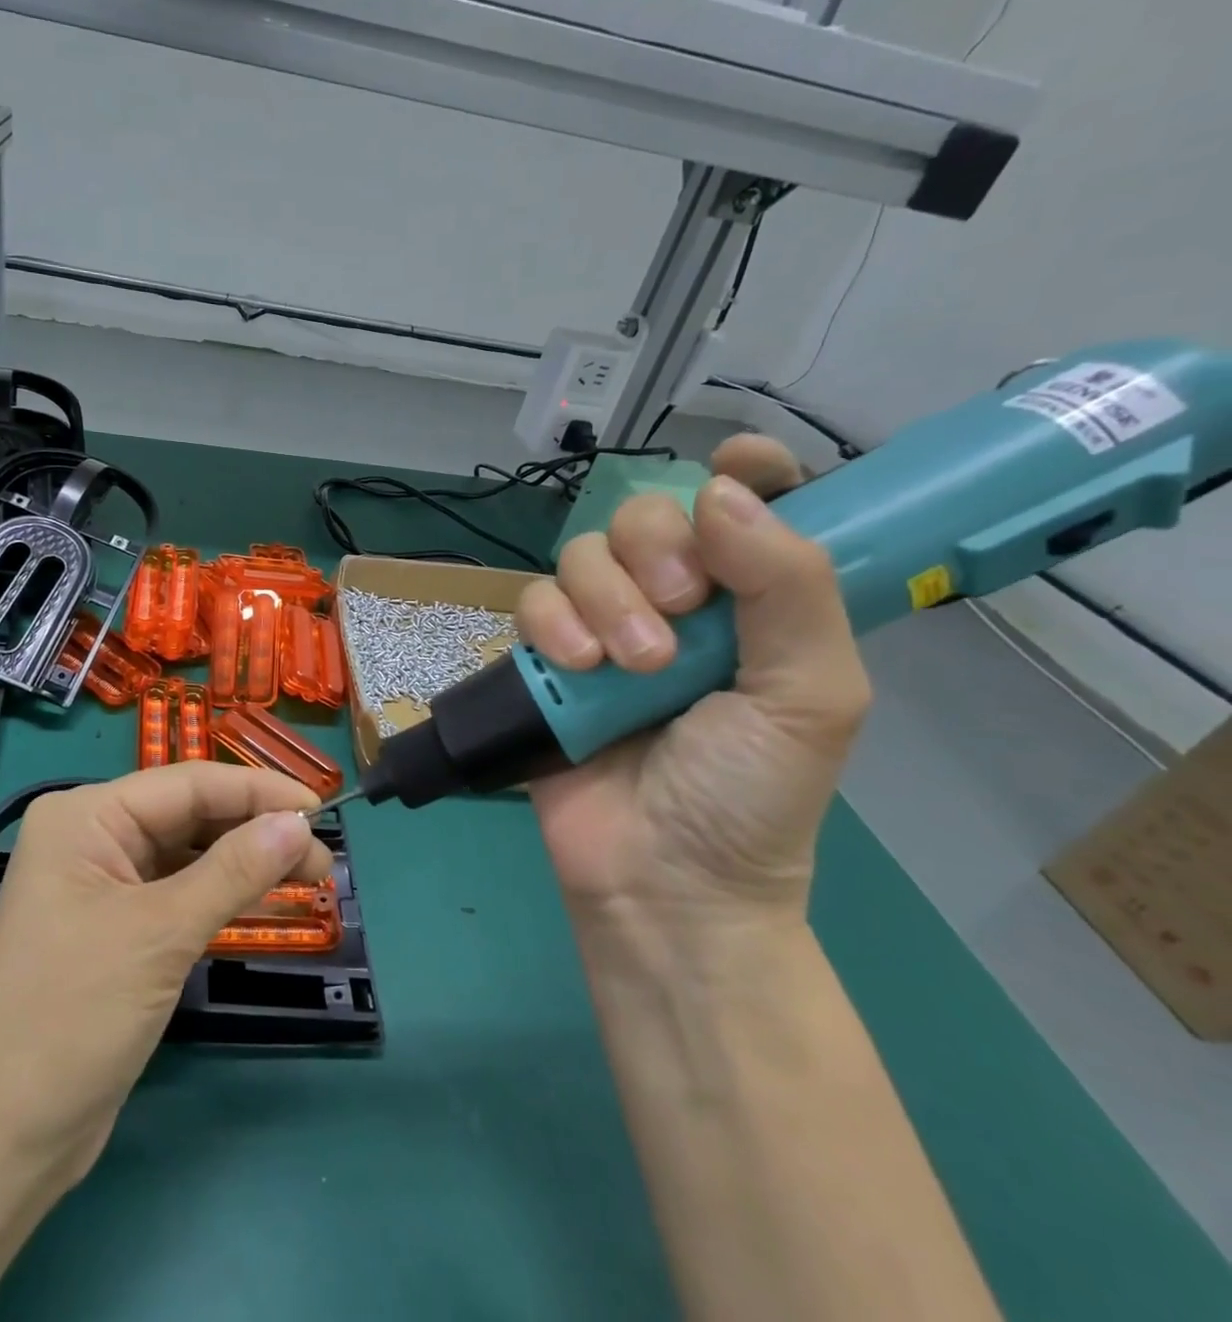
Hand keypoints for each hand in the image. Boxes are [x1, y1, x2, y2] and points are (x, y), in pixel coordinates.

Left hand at [0, 764, 328, 1186]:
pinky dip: (224, 896)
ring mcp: (103, 884)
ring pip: (190, 855)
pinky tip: (270, 902)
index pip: (188, 784)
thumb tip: (299, 823)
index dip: (258, 791)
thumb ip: (234, 871)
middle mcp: (92, 837)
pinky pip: (181, 893)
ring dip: (247, 864)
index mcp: (86, 816)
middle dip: (257, 831)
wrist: (2, 1141)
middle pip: (190, 816)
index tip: (321, 807)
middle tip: (324, 858)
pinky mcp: (117, 927)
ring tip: (313, 879)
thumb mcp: (161, 934)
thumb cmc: (73, 1016)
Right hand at [515, 435, 869, 926]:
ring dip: (607, 600)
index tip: (733, 464)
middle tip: (682, 613)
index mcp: (753, 604)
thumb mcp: (810, 695)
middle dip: (659, 553)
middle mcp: (676, 603)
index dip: (744, 472)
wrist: (661, 878)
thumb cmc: (751, 794)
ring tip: (632, 667)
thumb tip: (722, 490)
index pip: (750, 507)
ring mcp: (603, 628)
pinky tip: (576, 667)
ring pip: (584, 555)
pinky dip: (552, 624)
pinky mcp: (545, 658)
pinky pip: (532, 601)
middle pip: (648, 516)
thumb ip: (789, 587)